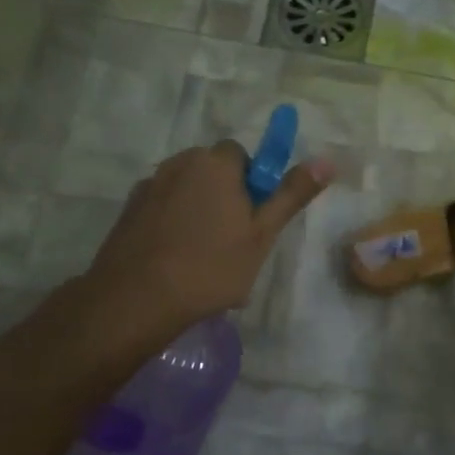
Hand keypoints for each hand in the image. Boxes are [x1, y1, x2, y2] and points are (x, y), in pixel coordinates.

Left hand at [82, 142, 331, 343]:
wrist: (136, 299)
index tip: (253, 218)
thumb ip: (292, 194)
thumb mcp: (262, 234)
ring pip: (186, 190)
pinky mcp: (128, 211)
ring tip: (203, 255)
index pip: (241, 155)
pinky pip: (162, 208)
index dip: (252, 184)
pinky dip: (172, 224)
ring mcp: (149, 186)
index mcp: (215, 164)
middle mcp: (179, 163)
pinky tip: (175, 259)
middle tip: (234, 239)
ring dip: (198, 210)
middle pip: (212, 170)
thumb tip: (327, 160)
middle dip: (224, 195)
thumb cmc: (211, 266)